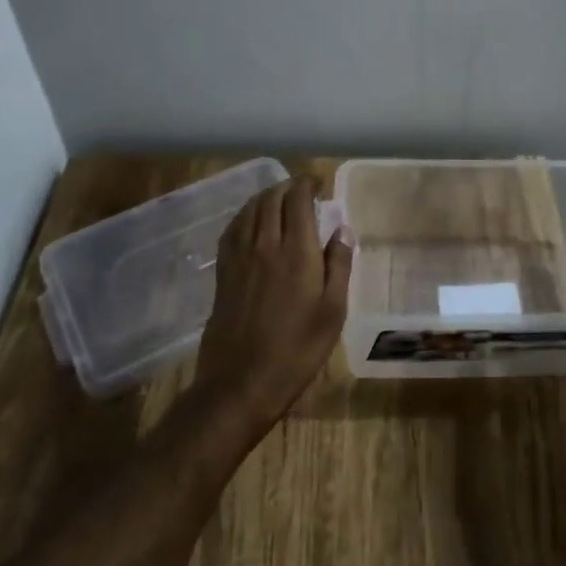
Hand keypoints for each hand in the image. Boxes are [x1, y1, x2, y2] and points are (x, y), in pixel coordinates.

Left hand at [194, 177, 351, 431]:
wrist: (241, 382)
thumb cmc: (297, 350)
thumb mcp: (333, 311)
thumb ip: (339, 265)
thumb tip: (342, 228)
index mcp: (296, 252)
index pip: (297, 200)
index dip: (307, 184)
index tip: (318, 182)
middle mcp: (264, 245)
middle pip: (271, 199)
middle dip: (287, 187)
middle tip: (302, 189)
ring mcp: (239, 258)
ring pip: (250, 211)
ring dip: (266, 197)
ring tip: (279, 198)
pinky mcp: (223, 273)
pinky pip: (232, 230)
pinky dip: (244, 215)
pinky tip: (251, 221)